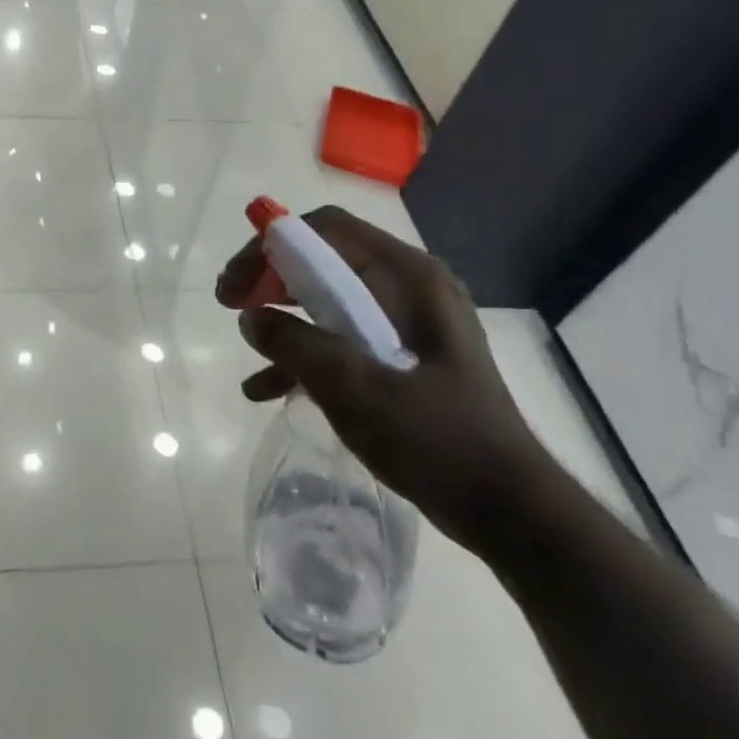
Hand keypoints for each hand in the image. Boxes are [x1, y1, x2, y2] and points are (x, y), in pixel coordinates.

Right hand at [216, 206, 558, 555]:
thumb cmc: (437, 439)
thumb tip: (251, 318)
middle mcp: (409, 288)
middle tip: (230, 304)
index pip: (327, 230)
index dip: (272, 245)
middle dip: (271, 279)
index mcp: (409, 278)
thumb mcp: (354, 389)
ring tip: (246, 346)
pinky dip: (306, 353)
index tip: (236, 283)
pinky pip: (343, 337)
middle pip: (325, 260)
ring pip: (329, 300)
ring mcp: (407, 323)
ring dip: (283, 318)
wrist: (507, 509)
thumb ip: (296, 345)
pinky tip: (267, 389)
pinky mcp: (404, 356)